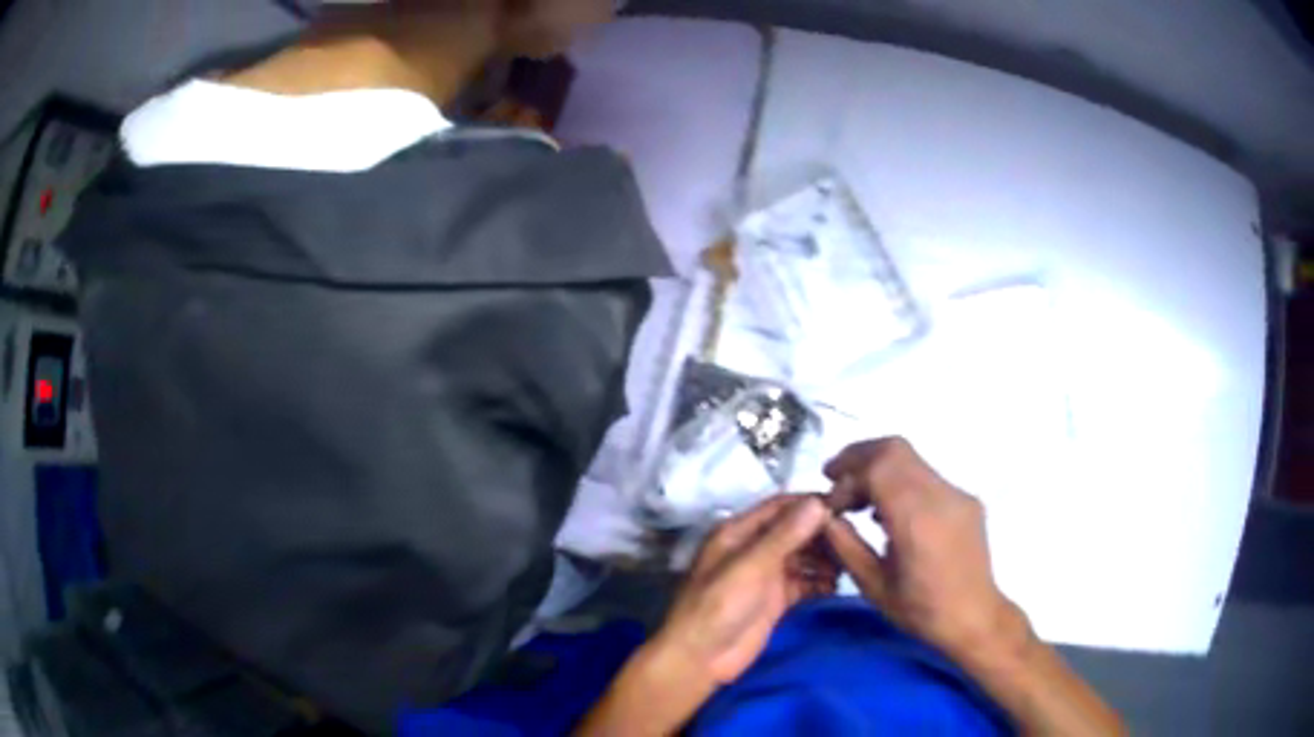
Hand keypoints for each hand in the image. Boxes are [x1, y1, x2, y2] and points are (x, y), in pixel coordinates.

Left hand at [656, 495, 835, 683]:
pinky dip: (820, 582)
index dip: (811, 504)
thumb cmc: (717, 606)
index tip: (846, 506)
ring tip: (850, 564)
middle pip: (796, 531)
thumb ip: (784, 536)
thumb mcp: (750, 566)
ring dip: (825, 559)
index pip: (781, 507)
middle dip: (822, 534)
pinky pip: (805, 583)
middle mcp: (754, 549)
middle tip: (854, 539)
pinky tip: (837, 586)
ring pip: (803, 557)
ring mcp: (766, 575)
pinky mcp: (776, 599)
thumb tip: (818, 503)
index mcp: (738, 532)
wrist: (700, 658)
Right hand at [822, 437, 1021, 659]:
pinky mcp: (966, 499)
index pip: (877, 468)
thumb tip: (825, 517)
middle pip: (894, 449)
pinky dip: (899, 480)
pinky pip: (926, 476)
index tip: (831, 504)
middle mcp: (941, 496)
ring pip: (911, 458)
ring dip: (879, 468)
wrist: (976, 617)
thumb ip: (846, 546)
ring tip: (858, 498)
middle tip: (834, 478)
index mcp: (917, 520)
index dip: (847, 477)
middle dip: (859, 457)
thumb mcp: (874, 586)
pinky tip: (888, 512)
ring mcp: (957, 494)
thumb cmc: (921, 611)